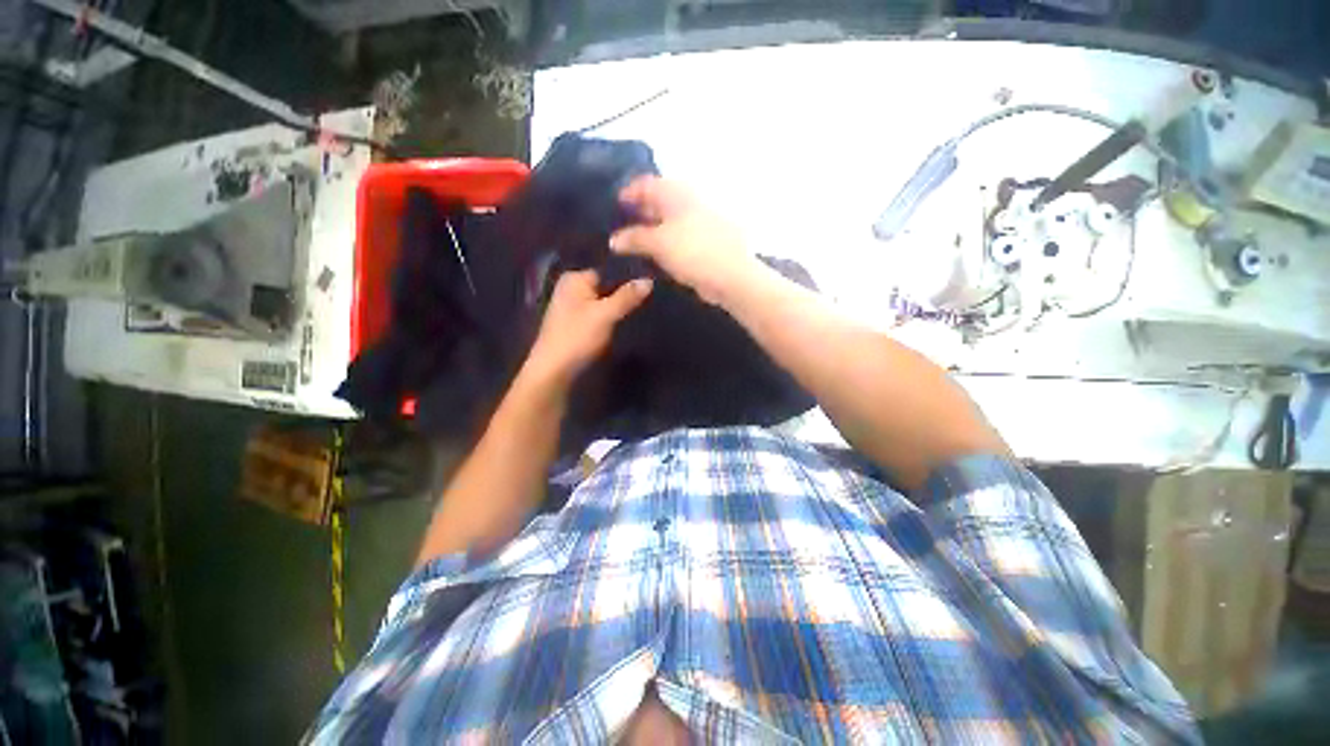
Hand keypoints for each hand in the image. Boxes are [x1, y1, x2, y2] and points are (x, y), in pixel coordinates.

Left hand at [524, 270, 652, 387]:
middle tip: (651, 298)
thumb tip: (649, 280)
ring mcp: (573, 307)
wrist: (554, 371)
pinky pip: (599, 314)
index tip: (652, 282)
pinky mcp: (577, 324)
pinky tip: (626, 322)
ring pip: (605, 301)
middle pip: (607, 286)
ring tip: (644, 309)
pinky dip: (611, 318)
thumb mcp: (606, 314)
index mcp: (575, 278)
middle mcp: (572, 288)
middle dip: (626, 293)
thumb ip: (627, 296)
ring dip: (620, 307)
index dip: (630, 277)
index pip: (609, 270)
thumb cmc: (577, 337)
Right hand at [610, 177, 759, 305]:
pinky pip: (676, 239)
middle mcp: (687, 203)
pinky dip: (663, 245)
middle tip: (619, 227)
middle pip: (657, 202)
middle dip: (638, 213)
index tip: (614, 206)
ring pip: (667, 223)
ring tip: (631, 244)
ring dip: (650, 231)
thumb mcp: (658, 242)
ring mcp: (697, 224)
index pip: (647, 184)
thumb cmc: (693, 251)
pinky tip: (652, 256)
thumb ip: (634, 238)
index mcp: (676, 194)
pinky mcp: (702, 243)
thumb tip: (613, 240)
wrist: (731, 275)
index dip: (629, 192)